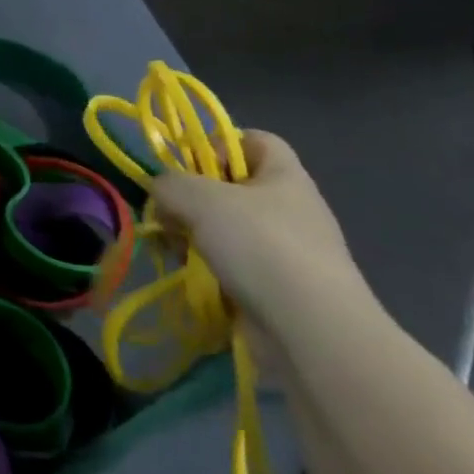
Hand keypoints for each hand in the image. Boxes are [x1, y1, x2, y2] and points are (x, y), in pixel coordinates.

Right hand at [147, 131, 373, 356]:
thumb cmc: (261, 246)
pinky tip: (193, 278)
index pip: (253, 140)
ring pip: (227, 230)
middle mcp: (290, 208)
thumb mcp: (200, 198)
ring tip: (176, 250)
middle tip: (170, 213)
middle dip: (194, 198)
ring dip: (195, 236)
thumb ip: (169, 184)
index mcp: (284, 175)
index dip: (218, 144)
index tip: (190, 167)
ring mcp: (286, 252)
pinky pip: (234, 267)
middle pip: (231, 187)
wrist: (313, 333)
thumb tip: (160, 193)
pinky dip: (210, 269)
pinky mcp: (278, 290)